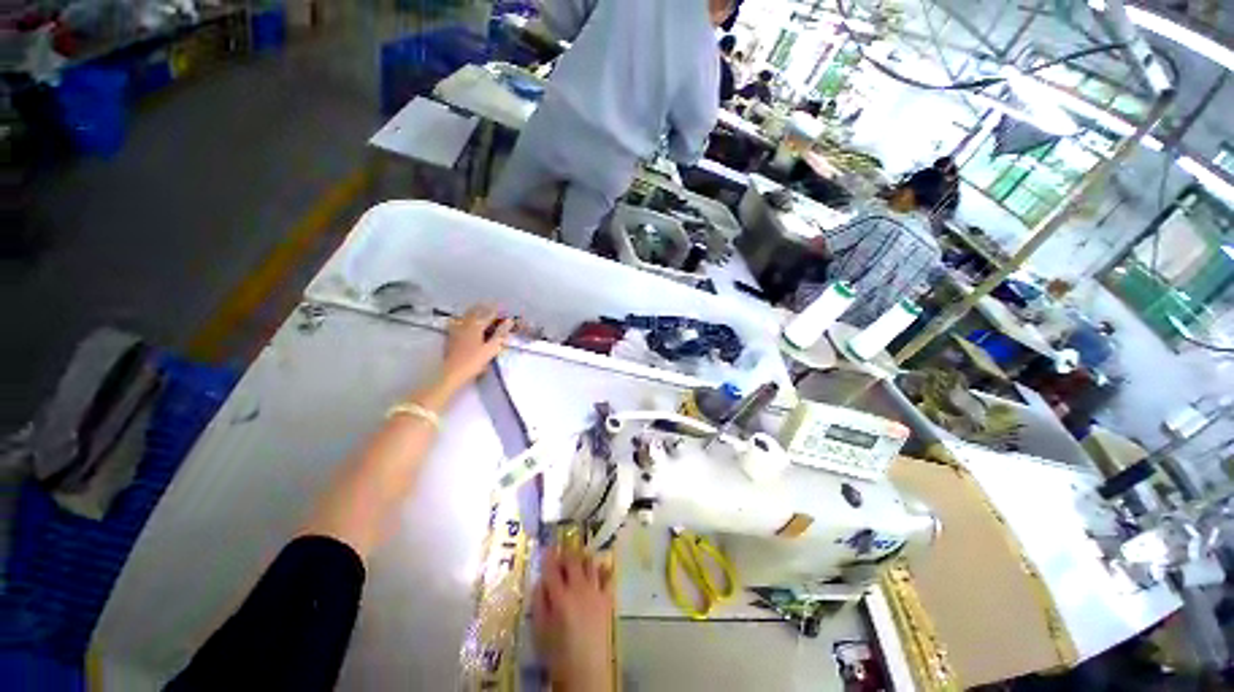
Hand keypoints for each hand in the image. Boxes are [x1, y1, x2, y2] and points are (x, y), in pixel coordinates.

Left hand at [440, 305, 514, 389]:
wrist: (452, 372)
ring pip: (465, 315)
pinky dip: (463, 318)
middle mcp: (466, 324)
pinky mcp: (451, 336)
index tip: (504, 306)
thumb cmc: (474, 361)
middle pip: (475, 311)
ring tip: (478, 308)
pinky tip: (462, 319)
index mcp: (476, 326)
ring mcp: (456, 329)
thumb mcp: (491, 348)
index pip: (489, 314)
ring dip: (473, 310)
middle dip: (484, 307)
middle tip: (491, 304)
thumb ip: (500, 334)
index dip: (497, 310)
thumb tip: (509, 321)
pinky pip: (457, 321)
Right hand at [532, 549, 614, 691]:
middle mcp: (579, 588)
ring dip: (583, 558)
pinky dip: (603, 568)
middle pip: (573, 561)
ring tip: (579, 559)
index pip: (552, 569)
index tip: (547, 548)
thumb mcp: (540, 631)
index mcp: (559, 597)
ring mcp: (596, 591)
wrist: (586, 672)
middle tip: (561, 552)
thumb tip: (540, 582)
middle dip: (566, 553)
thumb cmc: (558, 654)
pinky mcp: (608, 598)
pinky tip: (599, 568)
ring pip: (590, 563)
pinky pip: (607, 576)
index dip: (548, 556)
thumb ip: (539, 602)